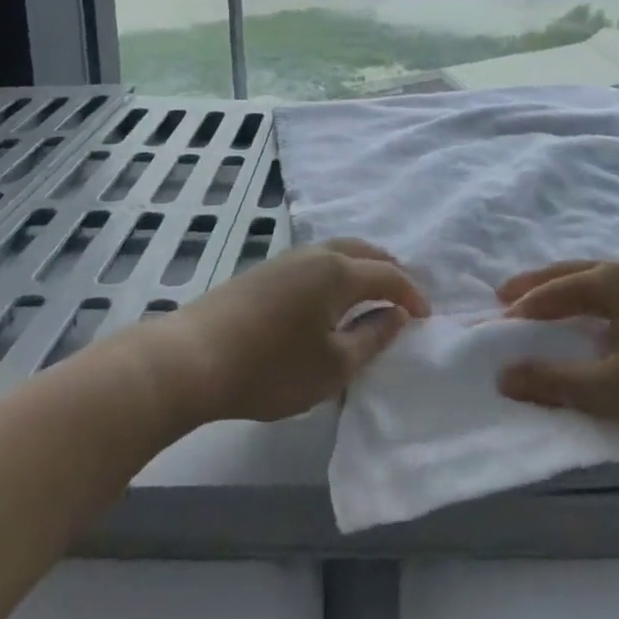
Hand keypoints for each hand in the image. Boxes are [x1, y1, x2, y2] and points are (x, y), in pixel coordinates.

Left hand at [143, 239, 429, 425]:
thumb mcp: (334, 366)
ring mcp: (286, 259)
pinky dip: (337, 272)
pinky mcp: (263, 271)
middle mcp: (315, 254)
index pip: (388, 275)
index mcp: (338, 272)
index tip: (427, 317)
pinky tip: (330, 297)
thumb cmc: (271, 367)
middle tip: (404, 297)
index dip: (412, 294)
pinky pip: (315, 261)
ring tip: (371, 295)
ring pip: (337, 252)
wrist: (192, 357)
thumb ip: (372, 338)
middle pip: (363, 251)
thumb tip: (397, 316)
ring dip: (361, 268)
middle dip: (389, 271)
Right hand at [494, 260, 618, 435]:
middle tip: (509, 293)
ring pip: (607, 280)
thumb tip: (503, 376)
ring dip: (574, 290)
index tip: (498, 319)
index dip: (525, 305)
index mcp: (614, 281)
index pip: (557, 290)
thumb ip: (555, 382)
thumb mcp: (612, 388)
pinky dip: (604, 300)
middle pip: (577, 271)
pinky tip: (614, 321)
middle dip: (541, 284)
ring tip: (557, 304)